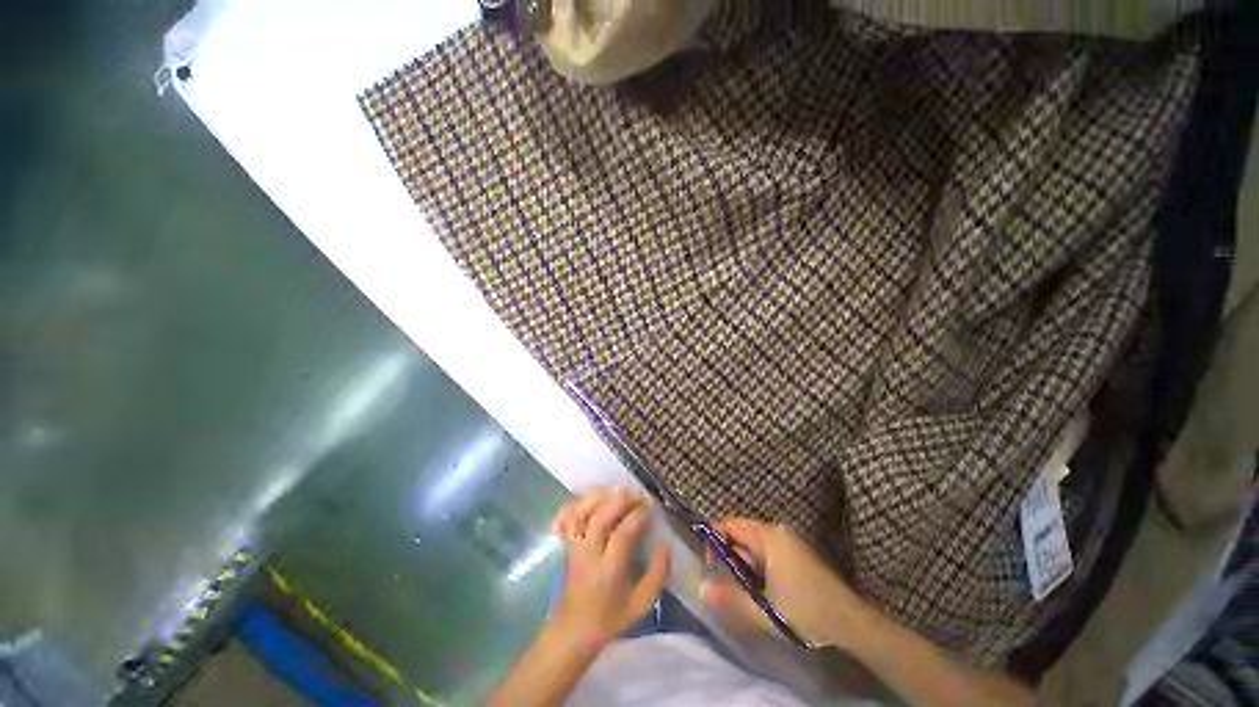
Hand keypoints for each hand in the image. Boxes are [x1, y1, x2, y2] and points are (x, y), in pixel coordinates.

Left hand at [549, 489, 669, 647]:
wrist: (575, 629)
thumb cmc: (611, 618)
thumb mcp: (642, 604)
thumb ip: (657, 575)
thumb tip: (665, 546)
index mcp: (609, 570)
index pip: (622, 534)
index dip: (637, 516)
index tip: (650, 509)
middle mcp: (589, 553)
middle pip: (601, 517)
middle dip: (621, 500)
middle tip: (638, 495)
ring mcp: (575, 546)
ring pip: (583, 512)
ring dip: (602, 497)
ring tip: (620, 491)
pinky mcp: (566, 543)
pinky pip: (569, 516)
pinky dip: (581, 502)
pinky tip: (595, 497)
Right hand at [700, 518, 869, 647]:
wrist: (851, 622)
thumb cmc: (805, 612)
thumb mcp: (764, 610)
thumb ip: (730, 599)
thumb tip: (700, 589)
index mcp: (768, 537)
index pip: (729, 525)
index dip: (714, 540)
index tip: (711, 566)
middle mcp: (777, 531)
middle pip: (741, 532)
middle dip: (730, 555)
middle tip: (729, 583)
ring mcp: (789, 540)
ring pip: (754, 543)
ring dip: (745, 562)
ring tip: (748, 590)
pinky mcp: (797, 552)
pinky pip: (767, 549)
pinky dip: (758, 564)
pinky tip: (764, 588)